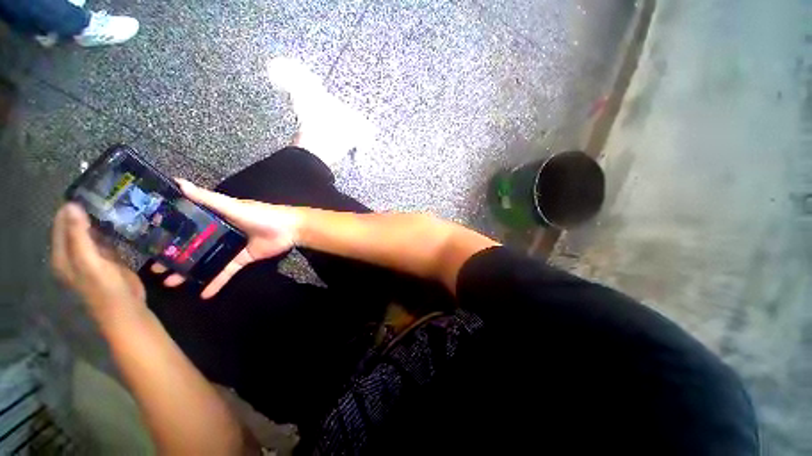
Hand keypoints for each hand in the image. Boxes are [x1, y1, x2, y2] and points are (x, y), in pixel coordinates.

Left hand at [51, 203, 147, 325]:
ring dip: (102, 218)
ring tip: (119, 201)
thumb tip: (71, 205)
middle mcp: (74, 251)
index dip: (72, 206)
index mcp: (63, 253)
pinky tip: (125, 219)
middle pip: (77, 224)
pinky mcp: (109, 257)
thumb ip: (78, 236)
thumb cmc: (105, 288)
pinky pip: (107, 238)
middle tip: (109, 192)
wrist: (126, 308)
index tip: (91, 189)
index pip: (61, 221)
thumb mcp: (89, 262)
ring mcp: (93, 255)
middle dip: (89, 209)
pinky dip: (113, 228)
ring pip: (93, 230)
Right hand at [152, 179, 300, 298]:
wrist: (291, 229)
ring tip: (169, 282)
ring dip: (189, 271)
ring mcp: (231, 247)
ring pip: (206, 260)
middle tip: (154, 267)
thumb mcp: (233, 206)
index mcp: (216, 217)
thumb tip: (178, 182)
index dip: (169, 231)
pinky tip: (202, 294)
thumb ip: (208, 198)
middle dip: (174, 255)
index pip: (188, 223)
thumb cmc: (262, 215)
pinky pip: (226, 271)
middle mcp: (221, 232)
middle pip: (193, 244)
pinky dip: (216, 282)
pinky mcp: (243, 259)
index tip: (148, 239)